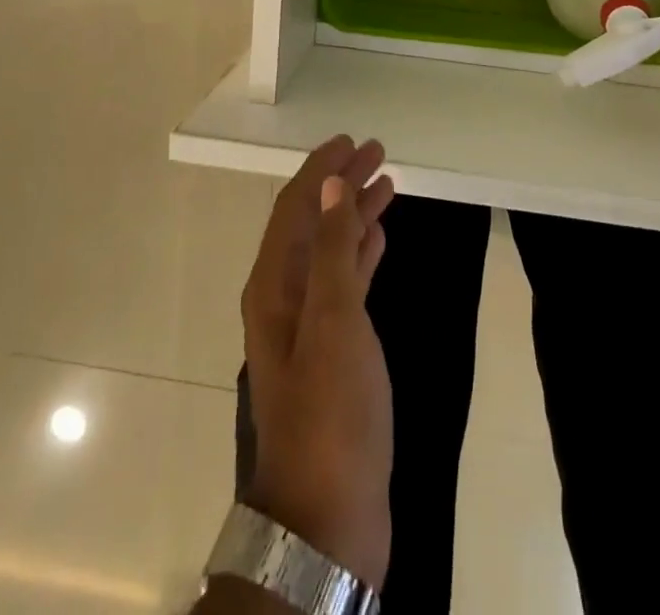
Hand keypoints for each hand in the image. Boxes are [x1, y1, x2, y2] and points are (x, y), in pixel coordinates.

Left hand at [240, 136, 396, 588]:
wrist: (328, 517)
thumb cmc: (331, 412)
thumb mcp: (334, 323)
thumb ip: (333, 250)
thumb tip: (331, 186)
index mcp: (274, 285)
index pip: (295, 207)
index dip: (320, 170)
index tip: (350, 141)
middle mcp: (284, 296)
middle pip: (313, 222)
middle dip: (341, 184)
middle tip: (376, 152)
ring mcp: (308, 323)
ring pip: (331, 248)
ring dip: (355, 213)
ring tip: (385, 183)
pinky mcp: (333, 348)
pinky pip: (346, 280)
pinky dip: (362, 251)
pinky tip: (381, 237)